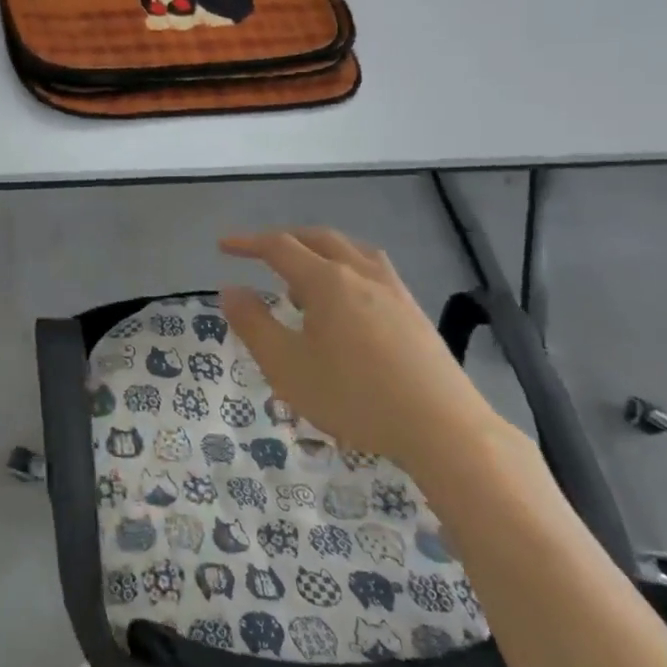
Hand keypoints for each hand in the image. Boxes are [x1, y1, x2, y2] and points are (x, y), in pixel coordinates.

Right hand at [218, 228, 500, 477]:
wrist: (443, 428)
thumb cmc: (355, 397)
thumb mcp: (287, 367)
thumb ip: (254, 325)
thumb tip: (230, 290)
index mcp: (326, 281)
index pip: (278, 247)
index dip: (247, 243)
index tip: (223, 245)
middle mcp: (360, 273)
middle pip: (317, 238)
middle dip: (284, 239)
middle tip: (259, 252)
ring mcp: (393, 290)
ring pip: (351, 249)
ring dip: (320, 249)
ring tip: (304, 274)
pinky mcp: (414, 311)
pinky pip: (373, 269)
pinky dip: (348, 266)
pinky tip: (348, 299)